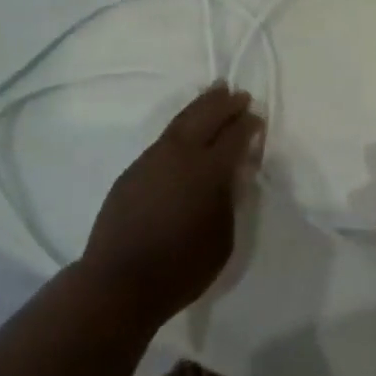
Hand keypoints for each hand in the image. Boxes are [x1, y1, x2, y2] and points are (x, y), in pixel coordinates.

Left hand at [79, 84, 263, 324]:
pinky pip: (164, 138)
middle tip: (239, 95)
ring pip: (182, 120)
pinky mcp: (134, 169)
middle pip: (207, 116)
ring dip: (201, 105)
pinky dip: (181, 125)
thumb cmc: (181, 268)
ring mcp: (153, 158)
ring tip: (214, 93)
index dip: (248, 125)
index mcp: (209, 171)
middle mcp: (182, 154)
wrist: (119, 281)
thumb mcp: (223, 239)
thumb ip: (230, 200)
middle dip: (225, 104)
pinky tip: (186, 129)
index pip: (235, 136)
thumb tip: (232, 174)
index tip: (257, 118)